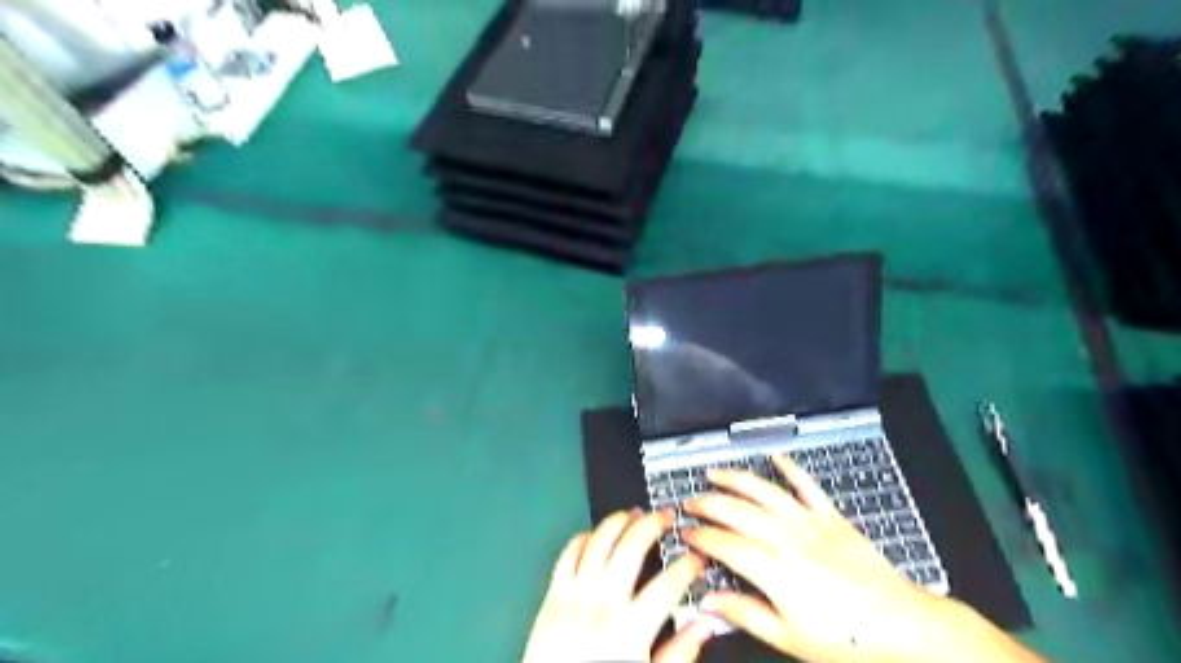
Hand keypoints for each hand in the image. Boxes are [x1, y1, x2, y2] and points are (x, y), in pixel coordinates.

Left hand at [522, 513, 719, 662]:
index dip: (688, 565)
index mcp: (630, 630)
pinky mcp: (553, 594)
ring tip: (635, 513)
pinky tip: (598, 533)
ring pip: (600, 541)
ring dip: (619, 520)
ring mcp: (575, 595)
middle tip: (666, 516)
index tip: (698, 558)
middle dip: (653, 524)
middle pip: (631, 547)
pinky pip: (569, 553)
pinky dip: (585, 537)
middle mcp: (602, 604)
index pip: (668, 585)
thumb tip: (703, 625)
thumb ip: (679, 654)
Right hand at [679, 456, 948, 661]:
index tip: (684, 534)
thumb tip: (708, 603)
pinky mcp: (831, 517)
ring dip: (735, 478)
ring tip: (714, 474)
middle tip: (690, 503)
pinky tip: (775, 457)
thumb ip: (744, 614)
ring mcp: (809, 522)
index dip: (698, 536)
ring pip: (763, 491)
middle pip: (735, 510)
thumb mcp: (788, 638)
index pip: (722, 543)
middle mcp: (785, 537)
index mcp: (772, 568)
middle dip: (707, 503)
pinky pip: (806, 484)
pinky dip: (790, 467)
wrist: (904, 628)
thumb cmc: (847, 640)